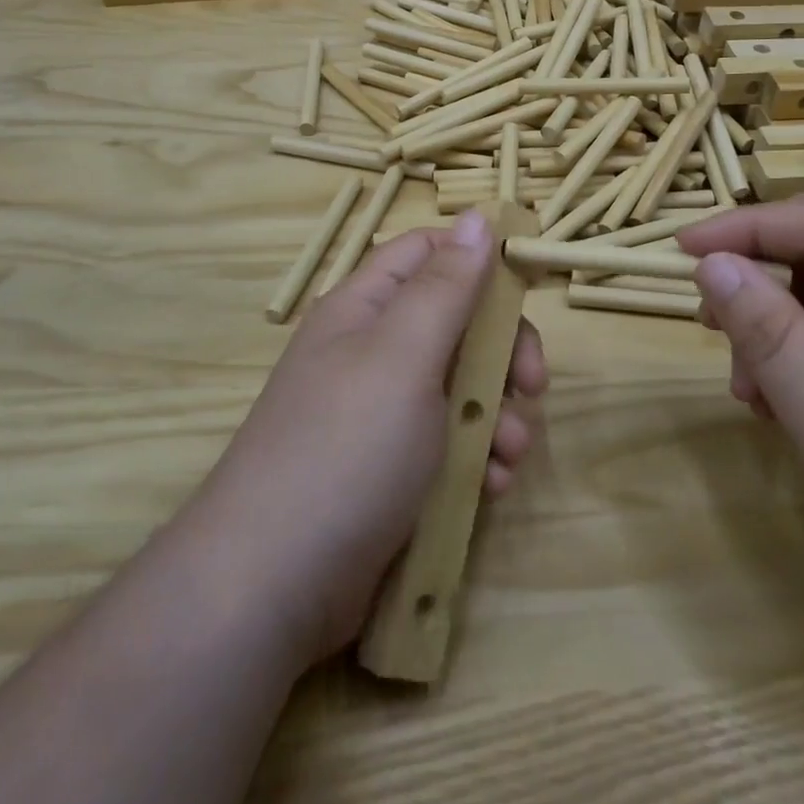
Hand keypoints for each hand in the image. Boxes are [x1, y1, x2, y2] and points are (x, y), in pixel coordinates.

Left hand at [192, 210, 547, 665]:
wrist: (273, 587)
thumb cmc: (347, 448)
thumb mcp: (404, 355)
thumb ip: (446, 286)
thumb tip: (476, 216)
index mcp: (367, 307)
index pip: (429, 252)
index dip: (479, 260)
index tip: (529, 289)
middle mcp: (374, 351)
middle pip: (457, 322)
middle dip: (503, 353)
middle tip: (531, 387)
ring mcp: (383, 413)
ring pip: (462, 387)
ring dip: (498, 415)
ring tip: (509, 455)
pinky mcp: (393, 469)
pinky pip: (450, 443)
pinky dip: (478, 458)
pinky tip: (490, 487)